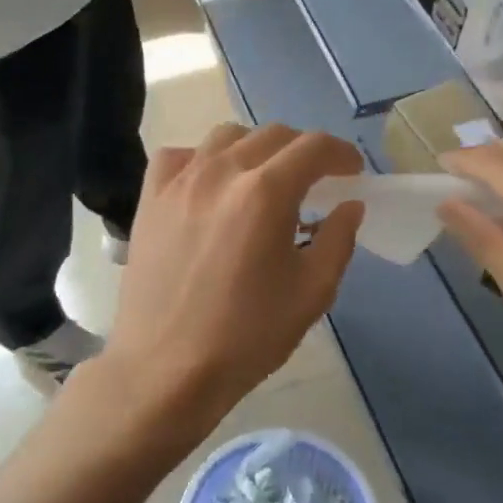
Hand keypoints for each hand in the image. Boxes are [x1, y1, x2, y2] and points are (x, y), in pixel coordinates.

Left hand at [98, 122, 364, 433]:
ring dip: (256, 149)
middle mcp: (221, 172)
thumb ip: (338, 239)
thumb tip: (349, 205)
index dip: (342, 154)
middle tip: (316, 182)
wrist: (167, 368)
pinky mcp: (150, 198)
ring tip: (264, 181)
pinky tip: (211, 186)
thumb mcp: (312, 293)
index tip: (353, 173)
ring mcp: (180, 181)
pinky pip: (180, 156)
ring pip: (226, 137)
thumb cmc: (247, 336)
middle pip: (273, 135)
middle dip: (304, 152)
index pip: (314, 147)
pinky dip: (204, 160)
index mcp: (266, 193)